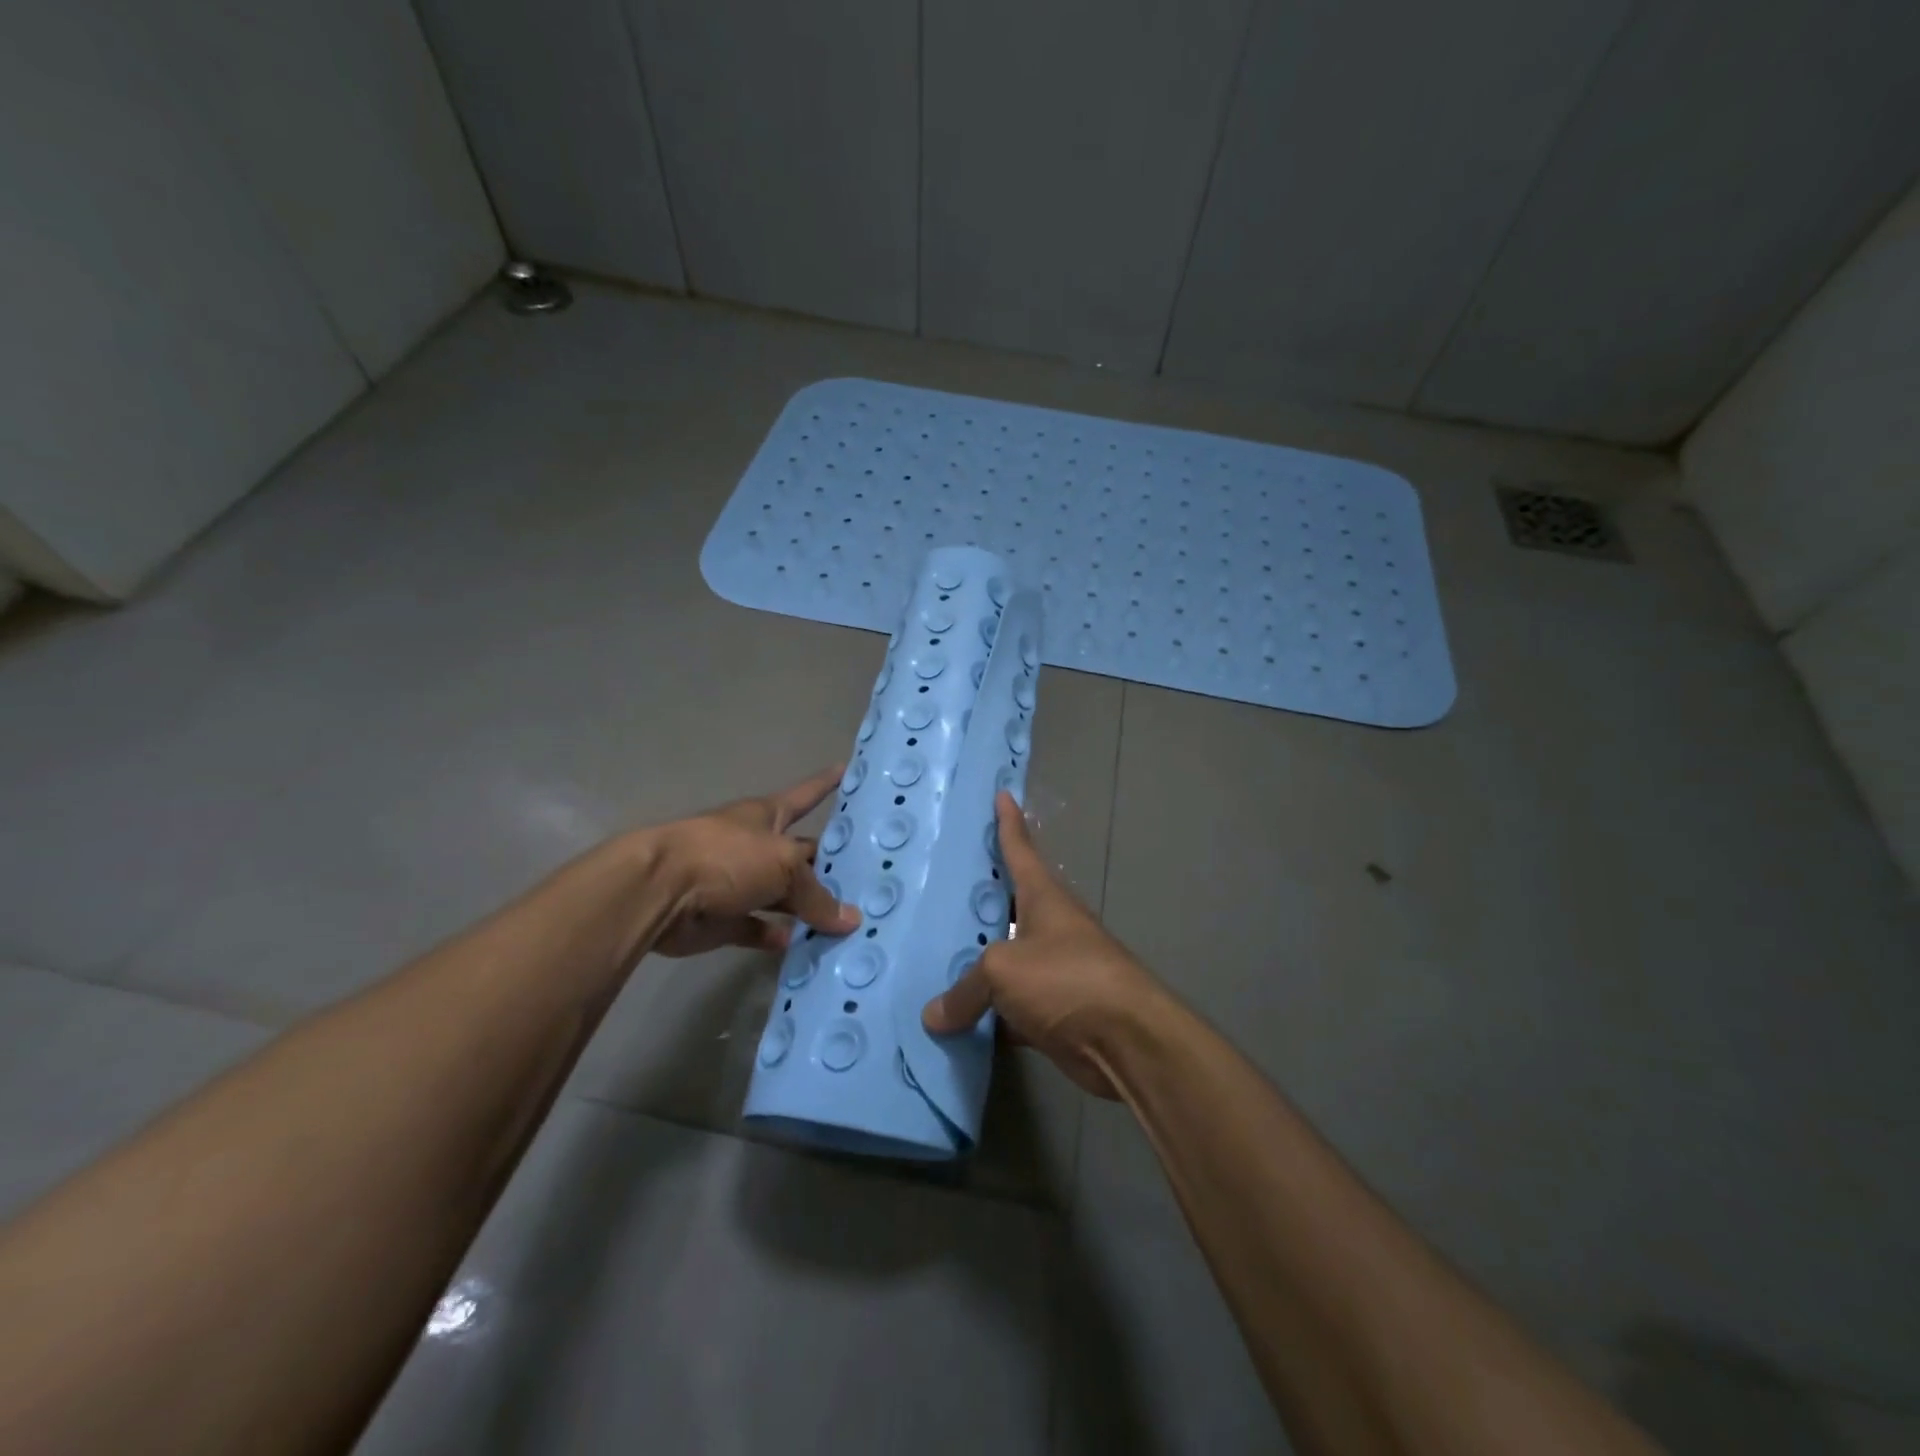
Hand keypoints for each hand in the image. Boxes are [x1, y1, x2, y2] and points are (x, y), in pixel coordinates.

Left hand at [647, 767, 860, 957]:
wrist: (658, 891)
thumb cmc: (726, 857)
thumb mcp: (784, 866)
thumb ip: (818, 895)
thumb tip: (850, 920)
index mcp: (767, 817)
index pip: (805, 795)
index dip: (826, 783)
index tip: (848, 770)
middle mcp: (754, 846)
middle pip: (800, 855)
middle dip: (828, 865)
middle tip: (869, 879)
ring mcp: (737, 883)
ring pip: (781, 896)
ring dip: (806, 909)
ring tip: (846, 923)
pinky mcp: (722, 920)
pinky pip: (757, 929)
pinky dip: (776, 937)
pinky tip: (801, 946)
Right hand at [922, 792, 1164, 1097]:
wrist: (1126, 1041)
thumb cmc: (1066, 979)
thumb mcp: (1003, 970)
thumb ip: (965, 989)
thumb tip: (933, 1017)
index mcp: (1044, 898)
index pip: (1021, 849)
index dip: (1009, 823)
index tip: (1003, 795)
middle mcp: (1051, 927)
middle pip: (1009, 904)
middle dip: (981, 897)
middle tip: (941, 885)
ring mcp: (1055, 970)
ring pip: (1007, 958)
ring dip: (979, 961)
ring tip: (935, 953)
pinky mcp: (1054, 1011)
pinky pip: (1011, 1006)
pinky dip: (988, 1012)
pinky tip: (956, 1017)